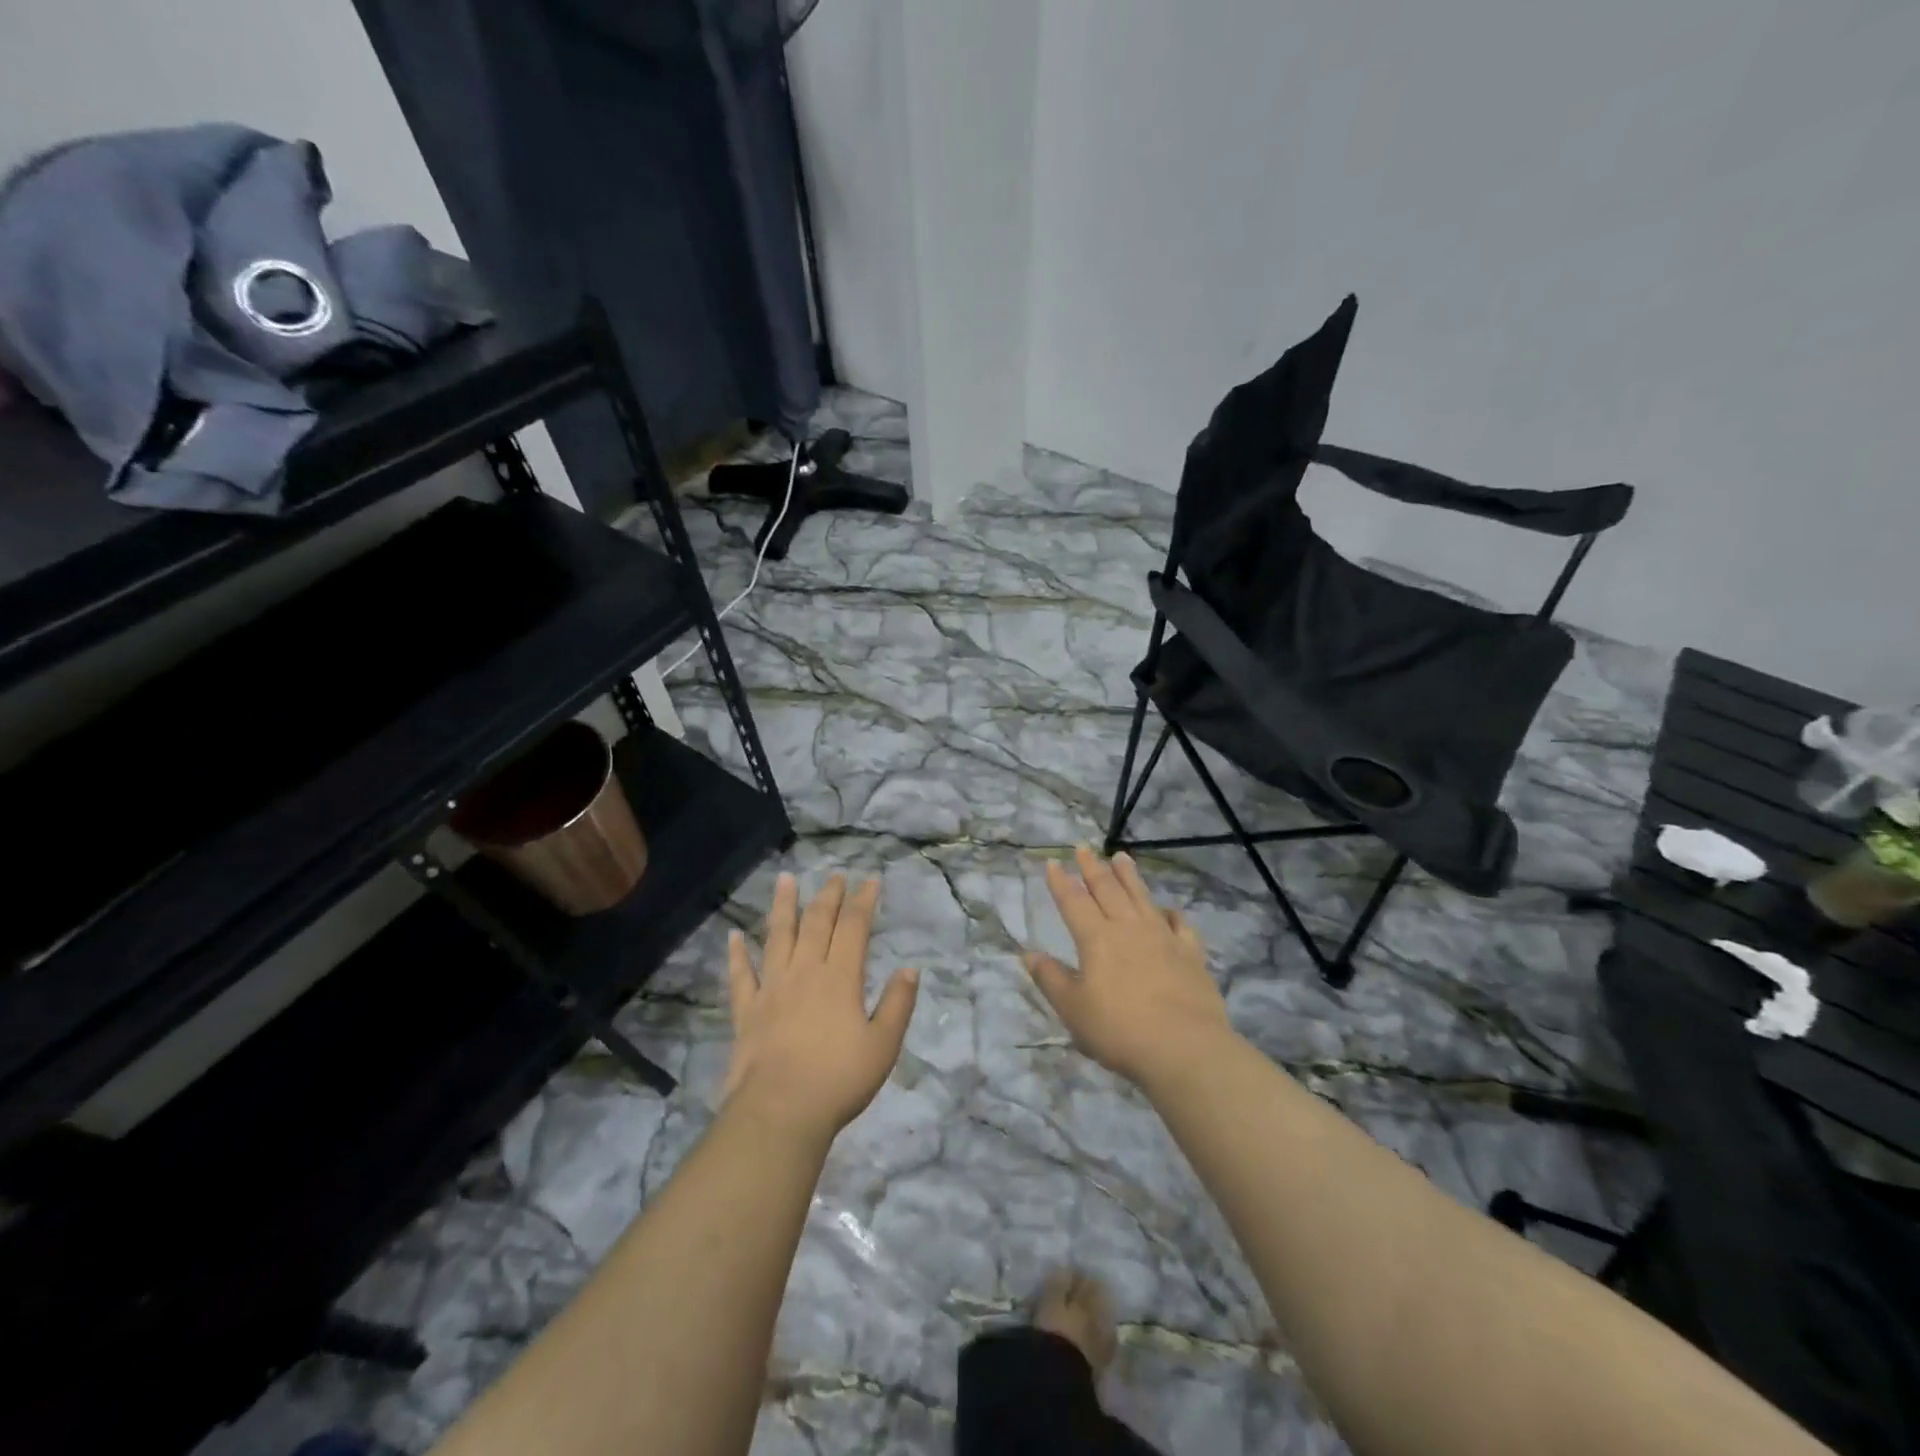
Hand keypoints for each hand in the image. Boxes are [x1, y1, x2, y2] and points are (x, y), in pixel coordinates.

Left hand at [722, 872, 918, 1143]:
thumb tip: (910, 969)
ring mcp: (772, 988)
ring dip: (782, 906)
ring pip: (777, 937)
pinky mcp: (747, 1010)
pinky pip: (741, 975)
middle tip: (835, 876)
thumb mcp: (883, 1045)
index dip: (863, 901)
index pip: (854, 927)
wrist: (780, 1111)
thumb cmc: (838, 1080)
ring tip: (785, 879)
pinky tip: (733, 936)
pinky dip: (737, 954)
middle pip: (817, 923)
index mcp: (840, 978)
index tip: (870, 880)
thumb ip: (898, 1004)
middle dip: (828, 896)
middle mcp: (805, 972)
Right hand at [1025, 845, 1233, 1085]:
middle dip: (1092, 868)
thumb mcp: (1072, 1009)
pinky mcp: (1190, 954)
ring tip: (1121, 857)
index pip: (1073, 902)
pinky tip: (1168, 910)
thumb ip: (1050, 979)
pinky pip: (1180, 924)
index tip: (1052, 862)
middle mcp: (1128, 928)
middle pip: (1108, 890)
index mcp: (1096, 938)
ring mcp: (1163, 937)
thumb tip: (1028, 954)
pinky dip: (1171, 913)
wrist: (1184, 1048)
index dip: (1060, 882)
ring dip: (1129, 876)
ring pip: (1142, 897)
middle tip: (1083, 848)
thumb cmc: (1119, 1030)